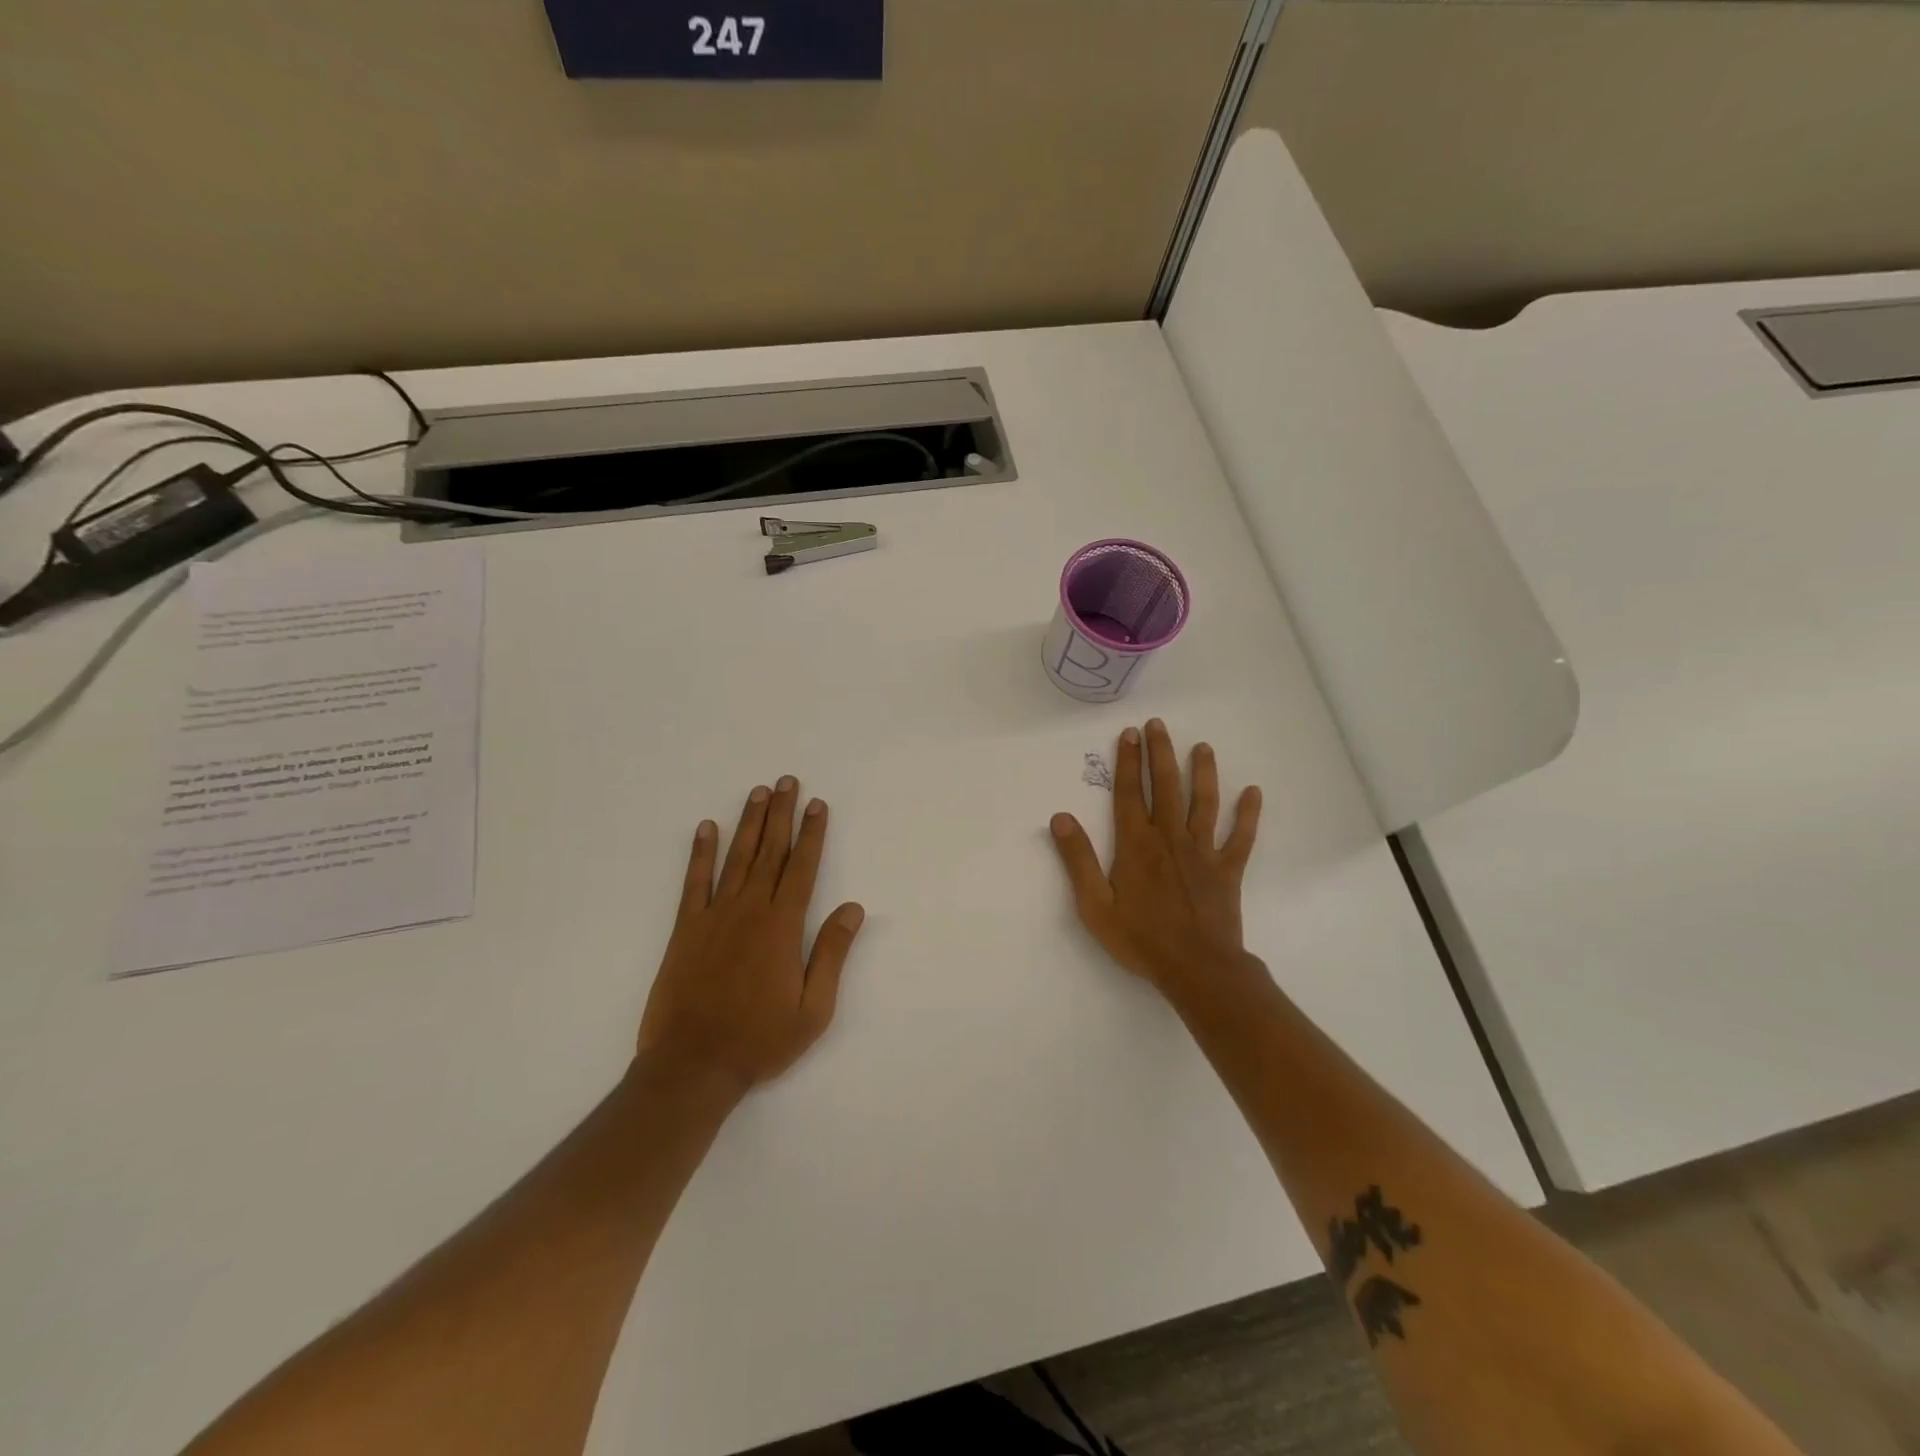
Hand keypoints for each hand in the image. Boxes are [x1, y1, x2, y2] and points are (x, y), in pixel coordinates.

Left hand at [637, 776, 865, 1098]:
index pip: (803, 868)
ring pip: (737, 858)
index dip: (812, 834)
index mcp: (783, 927)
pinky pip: (694, 882)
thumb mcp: (813, 1009)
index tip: (818, 804)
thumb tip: (853, 908)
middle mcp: (750, 910)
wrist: (692, 1066)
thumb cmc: (760, 1040)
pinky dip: (700, 853)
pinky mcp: (686, 929)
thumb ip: (832, 953)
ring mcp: (714, 916)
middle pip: (770, 852)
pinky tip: (707, 828)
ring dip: (749, 823)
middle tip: (787, 782)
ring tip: (758, 792)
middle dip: (782, 814)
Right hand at [1048, 719, 1260, 996]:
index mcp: (1136, 844)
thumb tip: (1060, 817)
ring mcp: (1202, 852)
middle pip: (1165, 786)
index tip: (1129, 734)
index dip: (1127, 762)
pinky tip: (1253, 792)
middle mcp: (1169, 838)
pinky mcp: (1227, 869)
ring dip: (1203, 772)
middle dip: (1160, 753)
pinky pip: (1241, 836)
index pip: (1128, 793)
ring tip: (1202, 747)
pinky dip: (1248, 814)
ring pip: (1203, 802)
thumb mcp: (1094, 905)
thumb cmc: (1140, 939)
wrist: (1196, 968)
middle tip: (1158, 725)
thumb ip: (1078, 859)